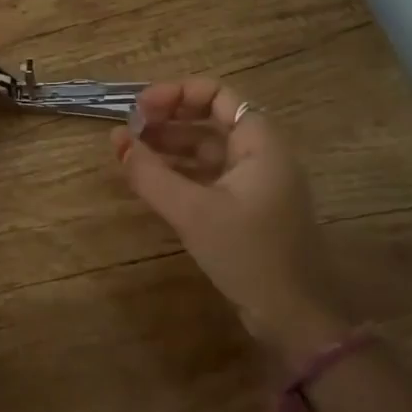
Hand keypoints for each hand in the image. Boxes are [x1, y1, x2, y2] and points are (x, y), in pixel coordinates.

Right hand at [111, 77, 346, 357]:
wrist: (294, 318)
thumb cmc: (248, 254)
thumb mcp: (192, 212)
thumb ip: (150, 174)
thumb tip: (116, 140)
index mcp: (260, 143)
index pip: (217, 94)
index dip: (176, 94)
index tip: (139, 110)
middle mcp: (261, 154)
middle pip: (211, 118)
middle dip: (168, 118)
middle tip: (130, 130)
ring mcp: (256, 182)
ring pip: (209, 148)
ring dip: (171, 145)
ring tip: (131, 151)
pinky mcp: (248, 208)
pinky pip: (210, 175)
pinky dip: (181, 171)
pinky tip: (152, 179)